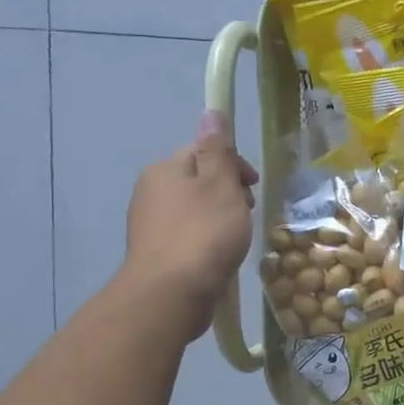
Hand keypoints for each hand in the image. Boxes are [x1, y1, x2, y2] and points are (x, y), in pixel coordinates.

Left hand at [121, 109, 258, 340]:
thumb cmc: (204, 234)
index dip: (233, 164)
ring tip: (236, 238)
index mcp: (165, 169)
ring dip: (219, 217)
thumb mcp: (220, 185)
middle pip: (198, 180)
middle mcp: (150, 191)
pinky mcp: (155, 252)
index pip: (203, 151)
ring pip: (194, 209)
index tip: (254, 187)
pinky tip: (219, 255)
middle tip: (248, 214)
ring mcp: (149, 224)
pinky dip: (206, 239)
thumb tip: (211, 112)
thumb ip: (218, 149)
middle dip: (227, 192)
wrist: (172, 292)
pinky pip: (187, 235)